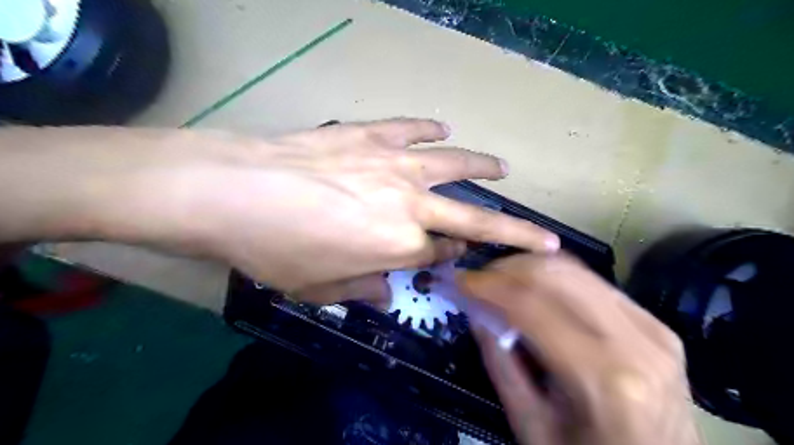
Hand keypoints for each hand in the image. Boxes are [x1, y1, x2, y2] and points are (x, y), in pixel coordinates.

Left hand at [172, 117, 557, 299]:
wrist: (233, 191)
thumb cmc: (274, 248)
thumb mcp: (318, 287)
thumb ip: (362, 287)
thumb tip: (387, 290)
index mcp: (399, 246)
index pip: (441, 254)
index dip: (452, 258)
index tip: (459, 257)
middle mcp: (409, 205)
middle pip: (473, 218)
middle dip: (513, 230)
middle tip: (540, 234)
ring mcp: (392, 164)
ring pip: (453, 164)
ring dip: (481, 167)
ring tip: (502, 168)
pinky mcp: (369, 135)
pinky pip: (411, 129)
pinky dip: (430, 129)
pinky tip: (442, 128)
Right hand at [459, 254, 699, 444]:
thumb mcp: (530, 423)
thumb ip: (500, 361)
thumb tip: (476, 308)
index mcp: (604, 378)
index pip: (532, 306)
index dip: (487, 286)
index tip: (458, 280)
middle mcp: (637, 342)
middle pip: (555, 275)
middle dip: (506, 268)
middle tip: (478, 279)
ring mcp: (653, 327)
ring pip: (575, 270)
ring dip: (529, 267)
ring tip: (500, 280)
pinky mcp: (656, 323)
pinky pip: (594, 283)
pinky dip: (555, 278)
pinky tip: (534, 289)